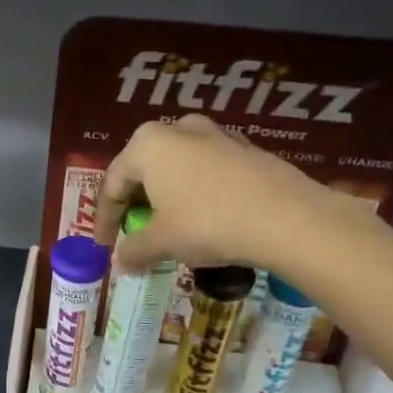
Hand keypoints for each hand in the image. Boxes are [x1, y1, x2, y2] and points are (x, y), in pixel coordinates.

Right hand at [95, 114, 334, 273]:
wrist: (287, 217)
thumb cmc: (207, 223)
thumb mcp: (162, 242)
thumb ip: (134, 250)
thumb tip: (120, 262)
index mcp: (147, 144)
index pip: (113, 183)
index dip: (104, 218)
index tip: (105, 245)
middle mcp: (177, 129)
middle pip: (144, 169)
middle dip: (135, 202)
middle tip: (133, 231)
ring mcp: (216, 134)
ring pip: (177, 167)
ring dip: (166, 195)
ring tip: (169, 224)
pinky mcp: (246, 149)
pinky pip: (207, 171)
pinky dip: (196, 192)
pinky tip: (205, 217)